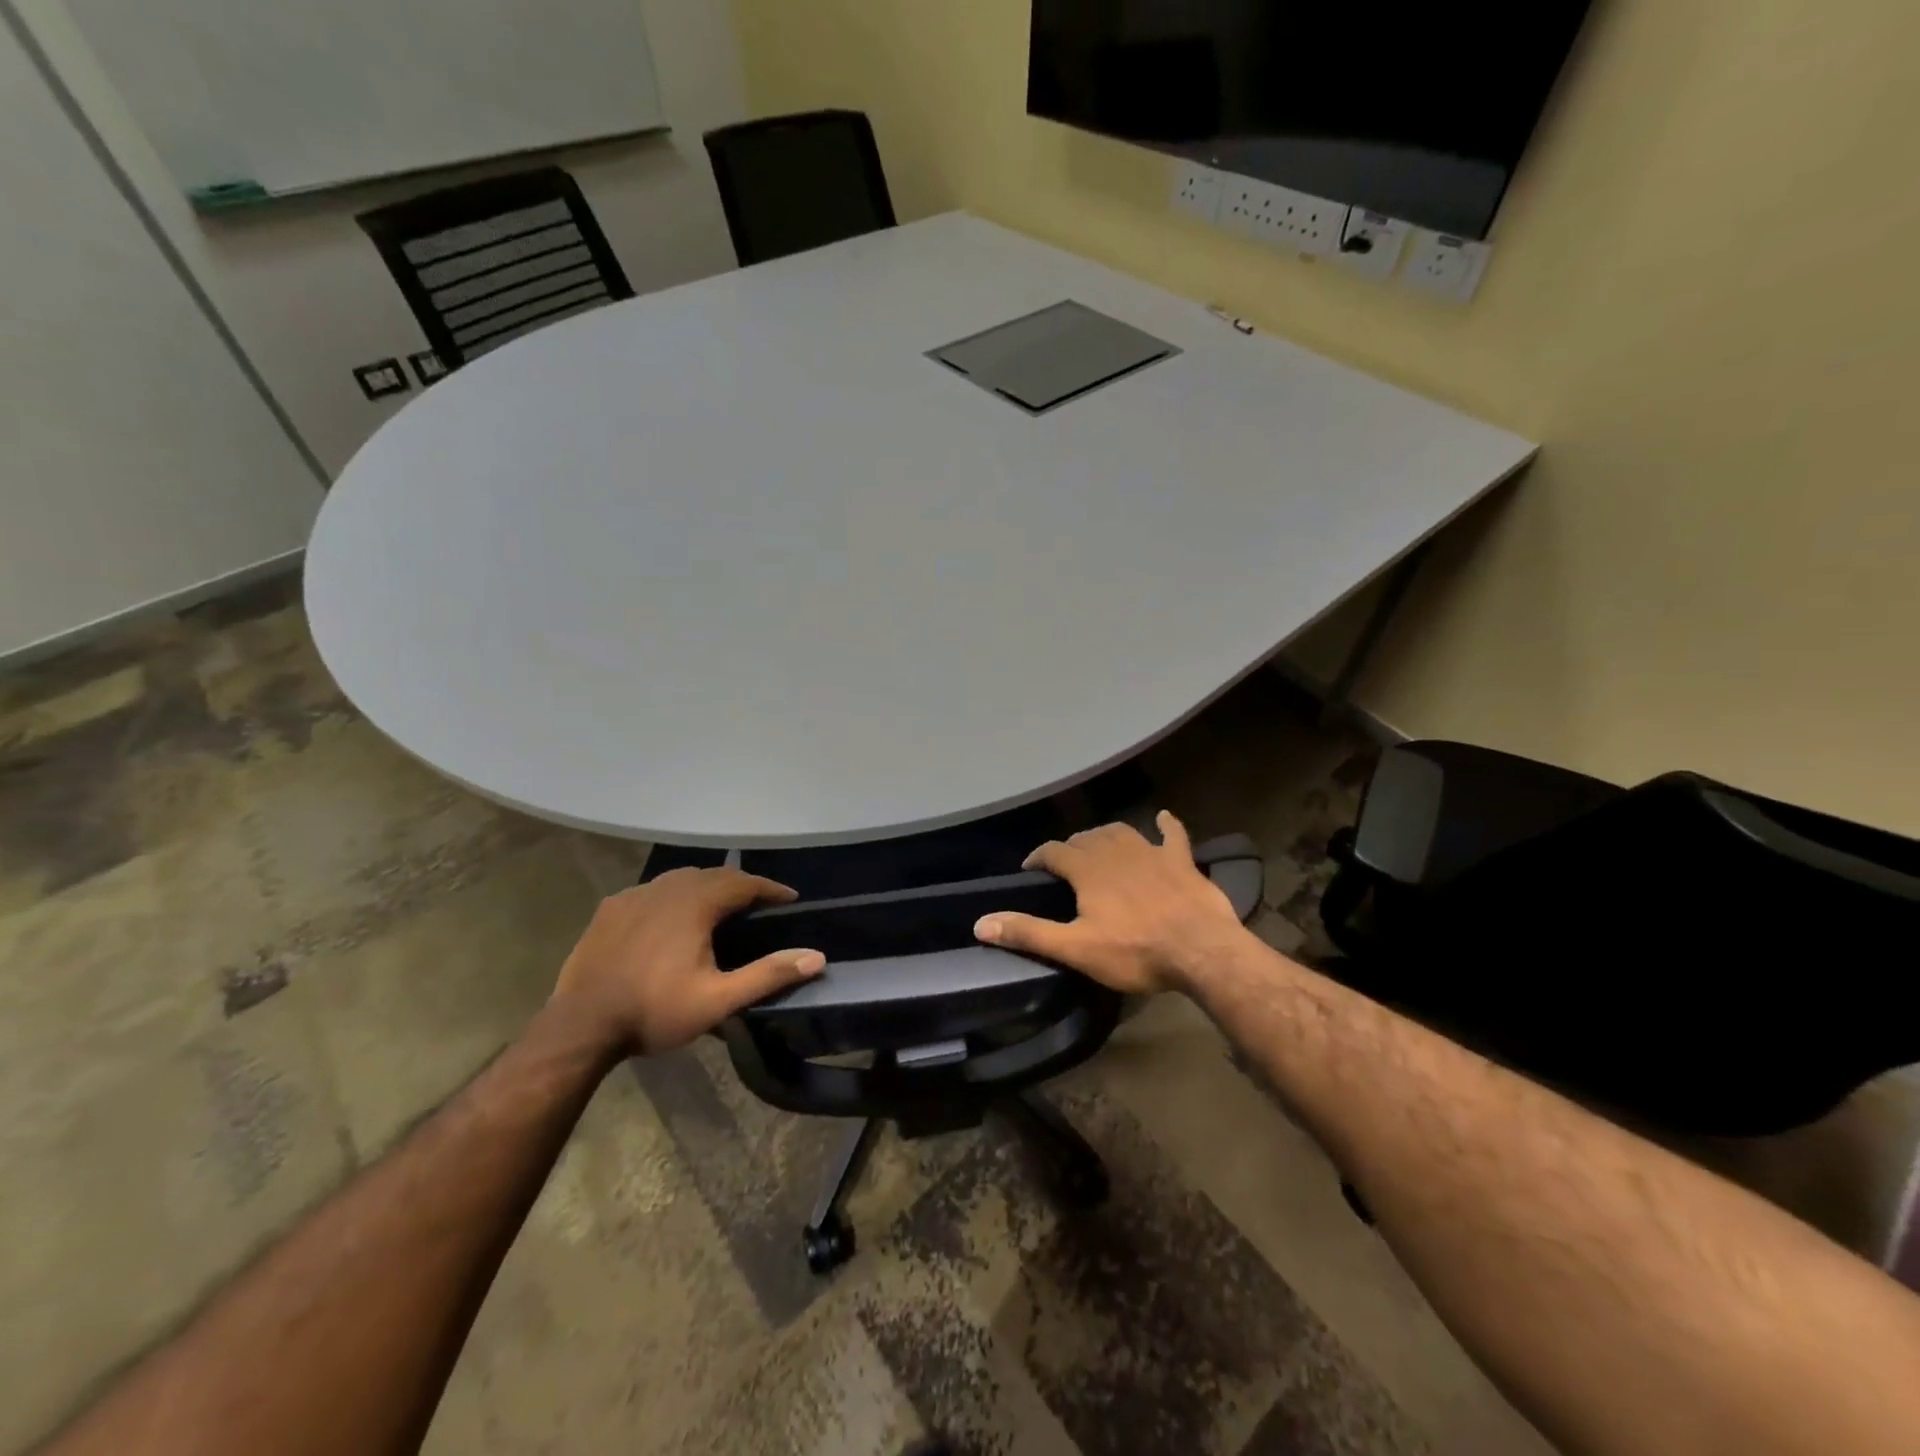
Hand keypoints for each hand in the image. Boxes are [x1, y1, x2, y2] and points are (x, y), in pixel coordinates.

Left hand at [552, 867, 823, 1054]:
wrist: (580, 1026)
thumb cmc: (653, 1011)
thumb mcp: (718, 1000)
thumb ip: (768, 975)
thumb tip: (817, 957)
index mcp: (695, 903)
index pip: (744, 883)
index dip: (770, 889)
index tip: (790, 898)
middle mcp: (666, 888)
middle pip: (713, 875)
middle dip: (740, 885)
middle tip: (759, 903)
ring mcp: (634, 895)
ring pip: (680, 878)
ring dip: (705, 886)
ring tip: (718, 905)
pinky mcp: (610, 909)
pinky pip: (651, 890)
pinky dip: (672, 896)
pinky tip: (670, 916)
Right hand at [974, 811, 1249, 994]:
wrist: (1202, 951)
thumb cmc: (1135, 951)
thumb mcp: (1075, 948)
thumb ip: (1028, 932)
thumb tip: (980, 923)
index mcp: (1088, 869)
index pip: (1053, 852)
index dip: (1038, 858)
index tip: (1030, 869)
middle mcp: (1116, 851)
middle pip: (1085, 838)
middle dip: (1070, 848)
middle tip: (1064, 866)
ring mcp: (1151, 852)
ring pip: (1121, 832)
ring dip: (1105, 835)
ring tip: (1097, 845)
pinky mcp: (1182, 861)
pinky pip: (1173, 835)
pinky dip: (1166, 825)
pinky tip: (1162, 818)